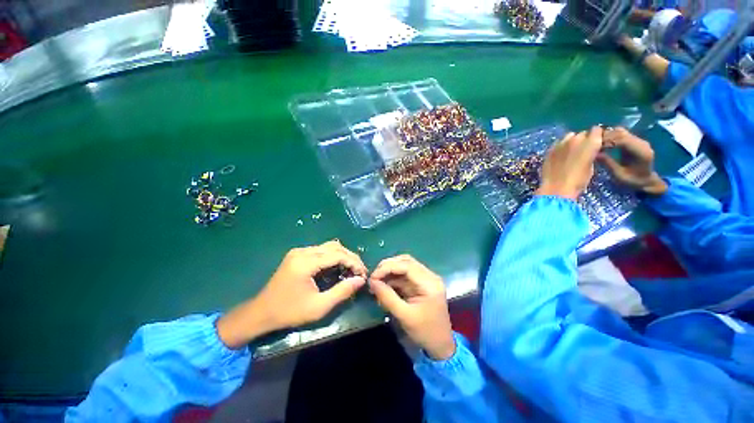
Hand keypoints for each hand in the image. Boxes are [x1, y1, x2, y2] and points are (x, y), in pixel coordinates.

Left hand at [217, 240, 366, 348]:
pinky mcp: (298, 254)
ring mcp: (299, 251)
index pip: (338, 254)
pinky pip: (321, 250)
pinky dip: (333, 256)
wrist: (261, 312)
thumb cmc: (289, 312)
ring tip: (352, 269)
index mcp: (306, 262)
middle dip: (351, 257)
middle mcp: (303, 251)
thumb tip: (360, 280)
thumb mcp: (318, 307)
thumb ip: (342, 292)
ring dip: (343, 255)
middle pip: (335, 247)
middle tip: (360, 271)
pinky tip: (338, 267)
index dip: (354, 262)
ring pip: (329, 246)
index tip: (364, 274)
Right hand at [368, 255, 455, 360]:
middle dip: (387, 267)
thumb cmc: (425, 332)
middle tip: (373, 277)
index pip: (407, 265)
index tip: (372, 277)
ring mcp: (426, 279)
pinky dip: (393, 278)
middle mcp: (429, 276)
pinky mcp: (421, 284)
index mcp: (430, 283)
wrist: (440, 345)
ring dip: (389, 271)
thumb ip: (387, 297)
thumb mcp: (404, 316)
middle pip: (406, 261)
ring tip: (376, 281)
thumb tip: (372, 282)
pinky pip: (404, 275)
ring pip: (404, 266)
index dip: (387, 267)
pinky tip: (383, 285)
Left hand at [535, 126, 603, 199]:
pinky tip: (560, 155)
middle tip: (582, 149)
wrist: (556, 188)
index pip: (596, 130)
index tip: (595, 142)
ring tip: (570, 151)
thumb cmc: (578, 181)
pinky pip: (557, 143)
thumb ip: (591, 154)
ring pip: (569, 136)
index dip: (596, 135)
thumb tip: (590, 151)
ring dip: (571, 141)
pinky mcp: (549, 149)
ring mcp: (561, 143)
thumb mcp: (591, 167)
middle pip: (582, 134)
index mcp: (591, 143)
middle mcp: (576, 140)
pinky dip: (560, 146)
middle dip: (583, 139)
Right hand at [598, 127, 667, 195]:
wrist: (645, 181)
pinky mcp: (634, 140)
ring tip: (595, 143)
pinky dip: (610, 137)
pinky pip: (620, 134)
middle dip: (605, 137)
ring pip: (620, 131)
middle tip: (591, 144)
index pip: (623, 140)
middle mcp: (641, 143)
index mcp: (641, 152)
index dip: (607, 141)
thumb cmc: (632, 181)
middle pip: (621, 133)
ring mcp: (638, 140)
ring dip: (607, 135)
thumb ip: (609, 164)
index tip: (594, 146)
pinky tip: (602, 143)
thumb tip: (595, 154)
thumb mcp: (619, 175)